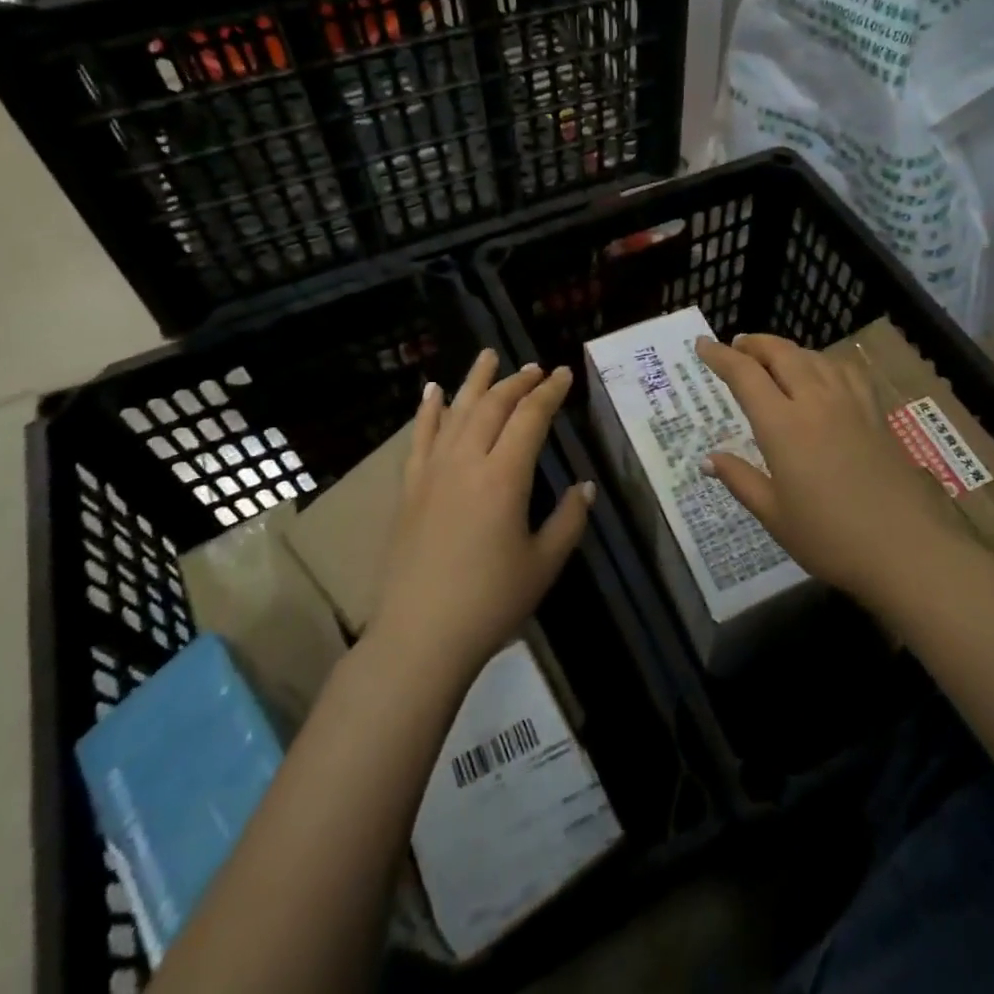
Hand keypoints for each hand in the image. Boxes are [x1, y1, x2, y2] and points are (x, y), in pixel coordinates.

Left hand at [373, 349, 592, 680]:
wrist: (419, 637)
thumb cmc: (490, 602)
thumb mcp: (544, 564)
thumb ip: (569, 520)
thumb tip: (584, 486)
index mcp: (504, 476)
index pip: (530, 418)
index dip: (549, 392)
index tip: (563, 374)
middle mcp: (466, 462)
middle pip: (492, 406)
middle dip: (517, 382)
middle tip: (535, 368)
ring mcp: (432, 472)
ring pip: (455, 412)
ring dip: (475, 381)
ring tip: (488, 356)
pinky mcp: (409, 489)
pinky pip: (419, 438)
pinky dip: (427, 410)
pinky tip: (432, 391)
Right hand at [695, 333, 949, 610]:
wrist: (907, 548)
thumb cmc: (830, 538)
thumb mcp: (775, 515)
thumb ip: (740, 480)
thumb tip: (708, 459)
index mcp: (783, 425)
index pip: (744, 375)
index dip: (720, 356)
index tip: (702, 344)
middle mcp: (815, 401)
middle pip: (781, 353)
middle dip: (754, 344)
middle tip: (736, 347)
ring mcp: (850, 403)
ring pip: (814, 356)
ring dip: (787, 350)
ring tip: (774, 358)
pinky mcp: (875, 413)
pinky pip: (845, 370)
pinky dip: (824, 361)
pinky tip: (824, 373)